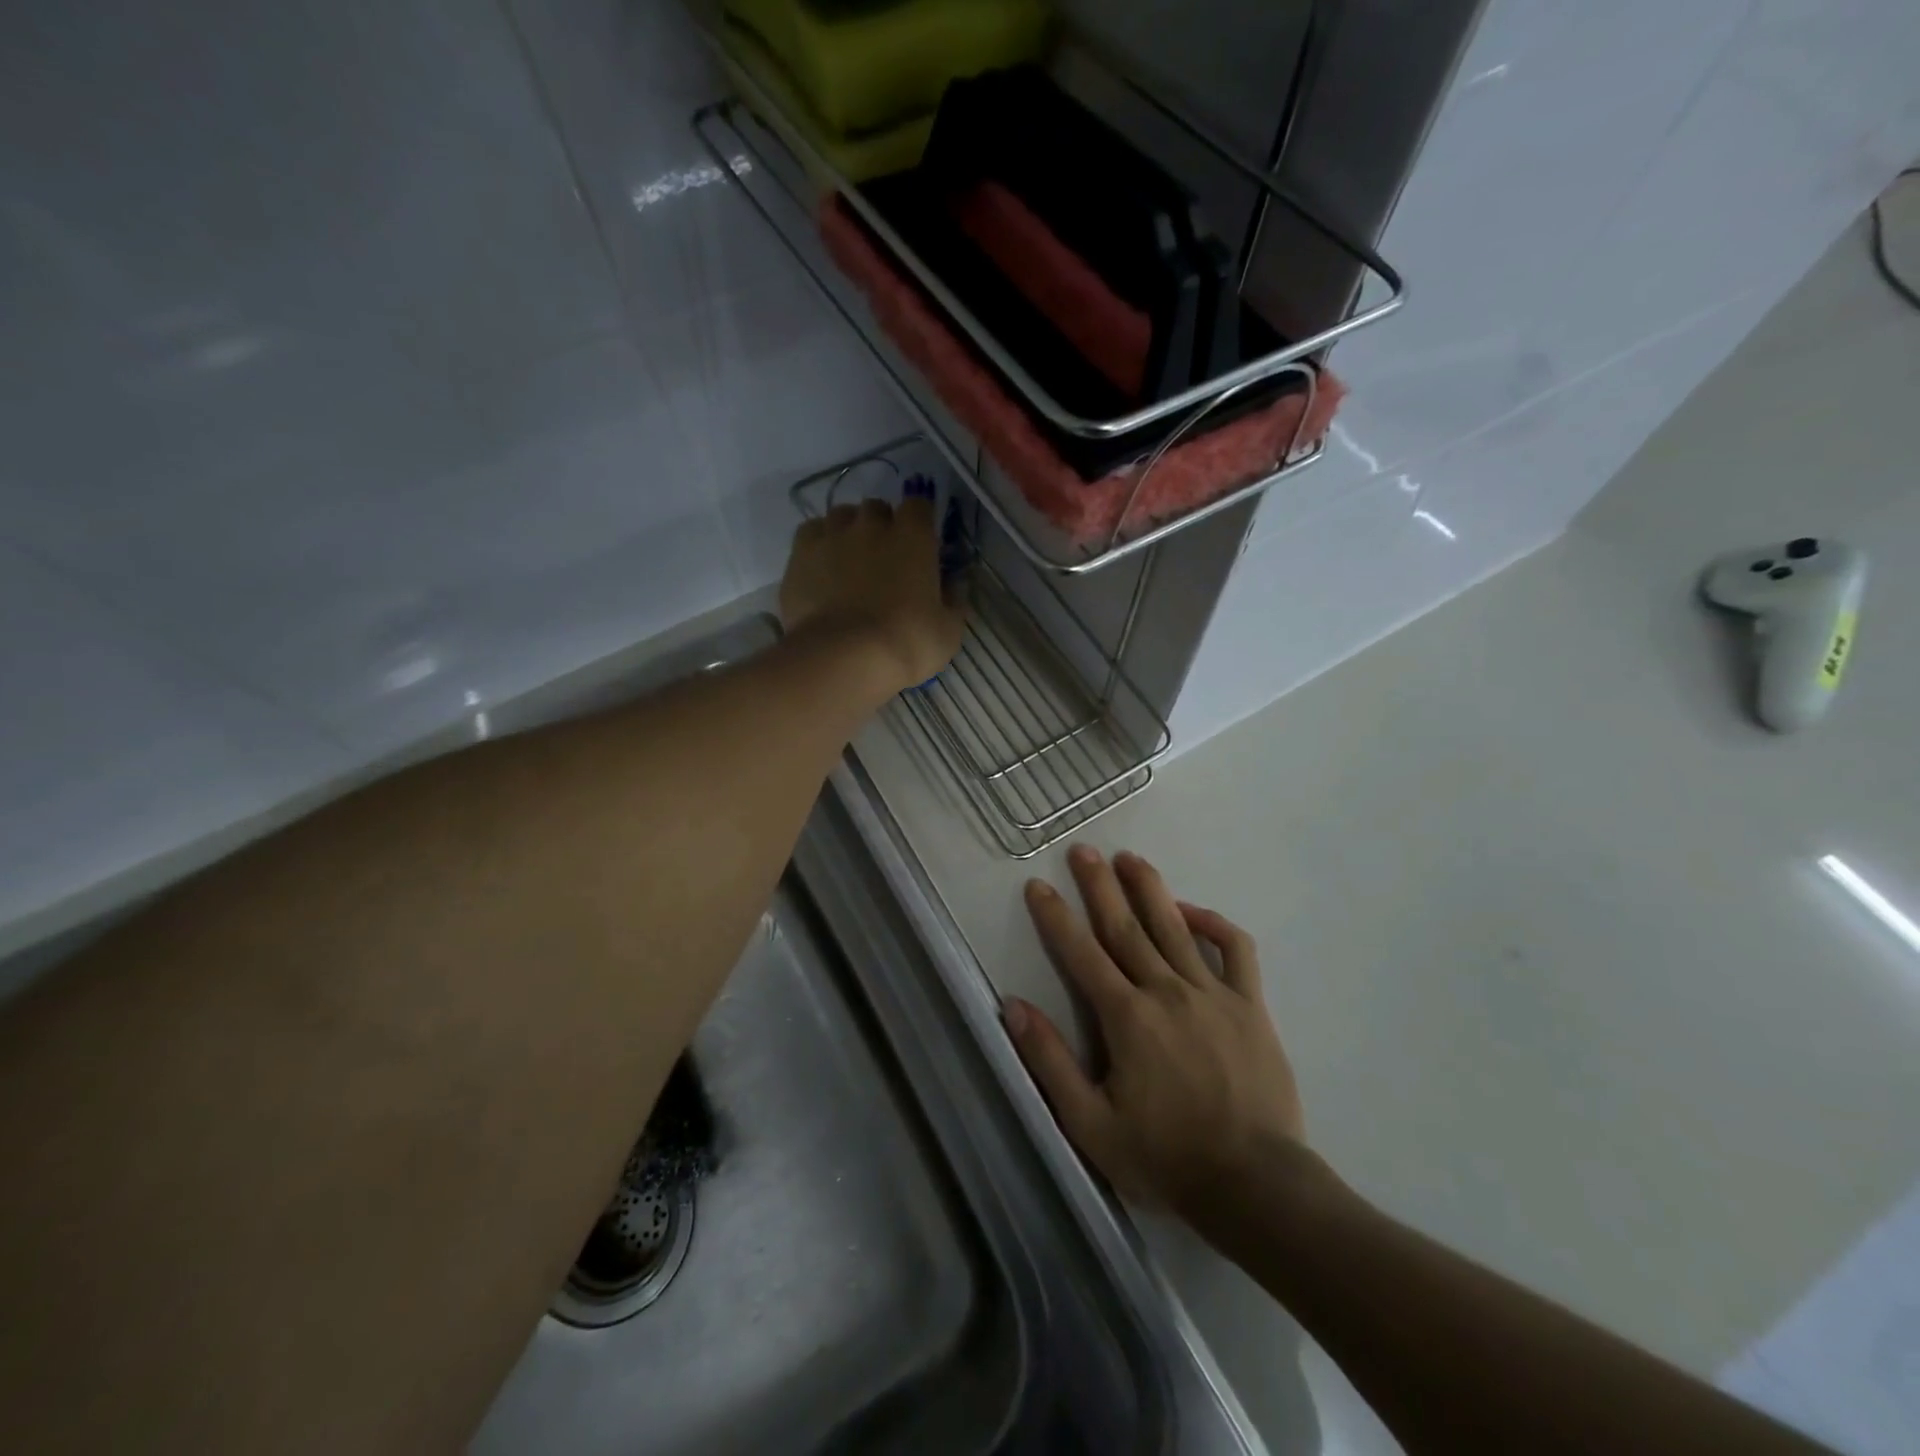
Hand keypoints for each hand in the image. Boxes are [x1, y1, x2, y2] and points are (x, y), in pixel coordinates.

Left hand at [779, 498, 965, 696]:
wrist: (843, 658)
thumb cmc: (907, 643)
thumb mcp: (948, 631)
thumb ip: (953, 601)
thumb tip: (954, 585)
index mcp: (914, 536)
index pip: (919, 506)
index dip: (920, 523)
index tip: (921, 546)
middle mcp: (871, 525)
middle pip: (877, 509)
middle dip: (882, 526)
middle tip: (884, 558)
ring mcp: (832, 536)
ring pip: (841, 516)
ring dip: (849, 531)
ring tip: (850, 561)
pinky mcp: (799, 554)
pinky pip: (811, 533)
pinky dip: (819, 543)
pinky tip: (822, 567)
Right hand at [1003, 846, 1308, 1220]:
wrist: (1256, 1185)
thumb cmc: (1167, 1158)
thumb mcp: (1091, 1124)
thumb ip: (1051, 1061)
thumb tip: (1013, 1006)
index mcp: (1126, 1017)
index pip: (1081, 953)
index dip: (1055, 916)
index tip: (1037, 885)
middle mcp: (1166, 990)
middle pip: (1125, 925)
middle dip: (1100, 885)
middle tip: (1083, 850)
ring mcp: (1212, 993)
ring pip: (1174, 926)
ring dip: (1149, 888)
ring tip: (1130, 858)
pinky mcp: (1250, 1004)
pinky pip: (1234, 950)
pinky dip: (1213, 924)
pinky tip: (1192, 913)